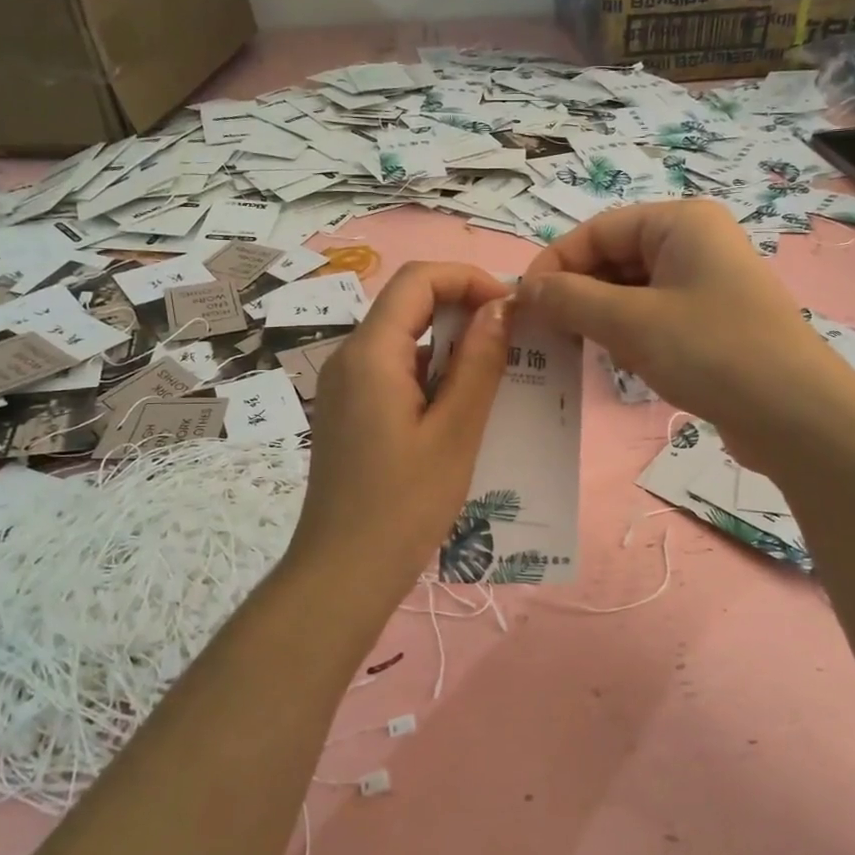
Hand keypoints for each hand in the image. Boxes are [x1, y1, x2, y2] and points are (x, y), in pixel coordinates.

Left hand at [285, 262, 512, 591]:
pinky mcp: (347, 414)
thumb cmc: (404, 506)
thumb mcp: (455, 432)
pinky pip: (393, 375)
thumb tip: (499, 307)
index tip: (510, 308)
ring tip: (497, 382)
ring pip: (402, 343)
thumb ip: (478, 363)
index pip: (417, 280)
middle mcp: (349, 359)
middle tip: (513, 344)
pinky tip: (461, 413)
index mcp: (370, 354)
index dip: (468, 278)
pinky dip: (430, 378)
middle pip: (408, 306)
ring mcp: (344, 388)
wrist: (341, 576)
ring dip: (450, 350)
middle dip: (463, 312)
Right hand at [518, 200, 834, 462]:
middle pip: (615, 257)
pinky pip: (654, 315)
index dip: (556, 262)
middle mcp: (695, 243)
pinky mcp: (712, 321)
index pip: (598, 230)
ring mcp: (707, 283)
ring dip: (601, 316)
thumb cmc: (711, 351)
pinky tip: (621, 361)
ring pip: (632, 289)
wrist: (796, 416)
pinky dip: (629, 333)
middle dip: (578, 292)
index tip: (524, 303)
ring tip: (581, 348)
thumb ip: (571, 299)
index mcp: (681, 222)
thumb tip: (526, 289)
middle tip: (546, 332)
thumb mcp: (631, 322)